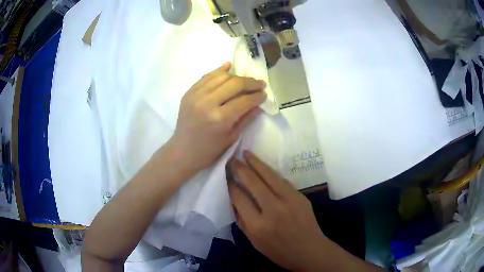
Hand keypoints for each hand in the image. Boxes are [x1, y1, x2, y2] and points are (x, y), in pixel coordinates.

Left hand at [170, 63, 265, 171]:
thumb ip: (246, 118)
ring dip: (237, 76)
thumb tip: (259, 104)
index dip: (257, 96)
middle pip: (234, 84)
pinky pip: (206, 77)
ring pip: (221, 76)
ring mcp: (196, 95)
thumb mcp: (231, 137)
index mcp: (220, 118)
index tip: (264, 94)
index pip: (244, 100)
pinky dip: (219, 71)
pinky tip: (228, 66)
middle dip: (250, 82)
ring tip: (245, 80)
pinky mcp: (189, 92)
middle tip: (260, 84)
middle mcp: (207, 103)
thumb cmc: (209, 150)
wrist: (182, 150)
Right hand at [228, 151, 327, 270]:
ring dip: (256, 163)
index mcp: (258, 225)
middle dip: (240, 168)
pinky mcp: (299, 196)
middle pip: (253, 182)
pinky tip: (262, 166)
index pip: (239, 198)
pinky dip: (270, 171)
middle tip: (232, 159)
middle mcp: (272, 210)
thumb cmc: (278, 251)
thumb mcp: (254, 241)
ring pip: (269, 176)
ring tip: (246, 153)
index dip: (231, 185)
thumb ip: (242, 220)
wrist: (309, 250)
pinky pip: (281, 180)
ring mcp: (289, 200)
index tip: (226, 177)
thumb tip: (234, 200)